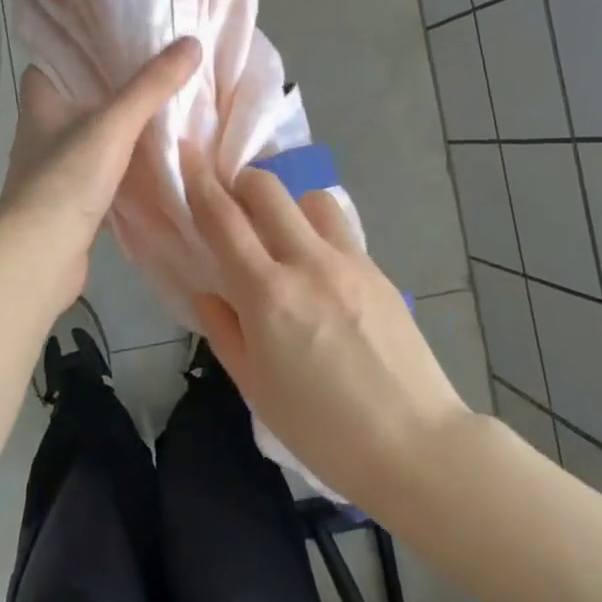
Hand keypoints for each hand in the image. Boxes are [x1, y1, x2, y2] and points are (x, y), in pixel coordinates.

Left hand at [0, 37, 201, 306]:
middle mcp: (44, 127)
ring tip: (169, 101)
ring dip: (125, 122)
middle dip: (116, 81)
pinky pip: (106, 165)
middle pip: (82, 93)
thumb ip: (151, 87)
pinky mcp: (74, 196)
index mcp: (41, 100)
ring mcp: (57, 164)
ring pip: (96, 131)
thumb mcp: (113, 125)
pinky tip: (160, 152)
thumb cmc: (65, 180)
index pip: (57, 56)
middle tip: (161, 63)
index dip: (84, 42)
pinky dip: (129, 158)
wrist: (39, 258)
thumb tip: (191, 43)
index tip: (123, 30)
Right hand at [183, 152, 471, 514]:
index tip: (186, 156)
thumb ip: (224, 330)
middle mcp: (307, 262)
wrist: (414, 445)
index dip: (199, 182)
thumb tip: (207, 291)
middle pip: (268, 188)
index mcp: (267, 294)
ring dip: (287, 205)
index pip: (223, 219)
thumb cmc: (322, 429)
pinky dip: (318, 232)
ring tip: (281, 236)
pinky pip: (340, 230)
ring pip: (311, 198)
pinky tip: (319, 271)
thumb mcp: (255, 387)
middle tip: (232, 202)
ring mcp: (349, 262)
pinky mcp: (379, 270)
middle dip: (242, 181)